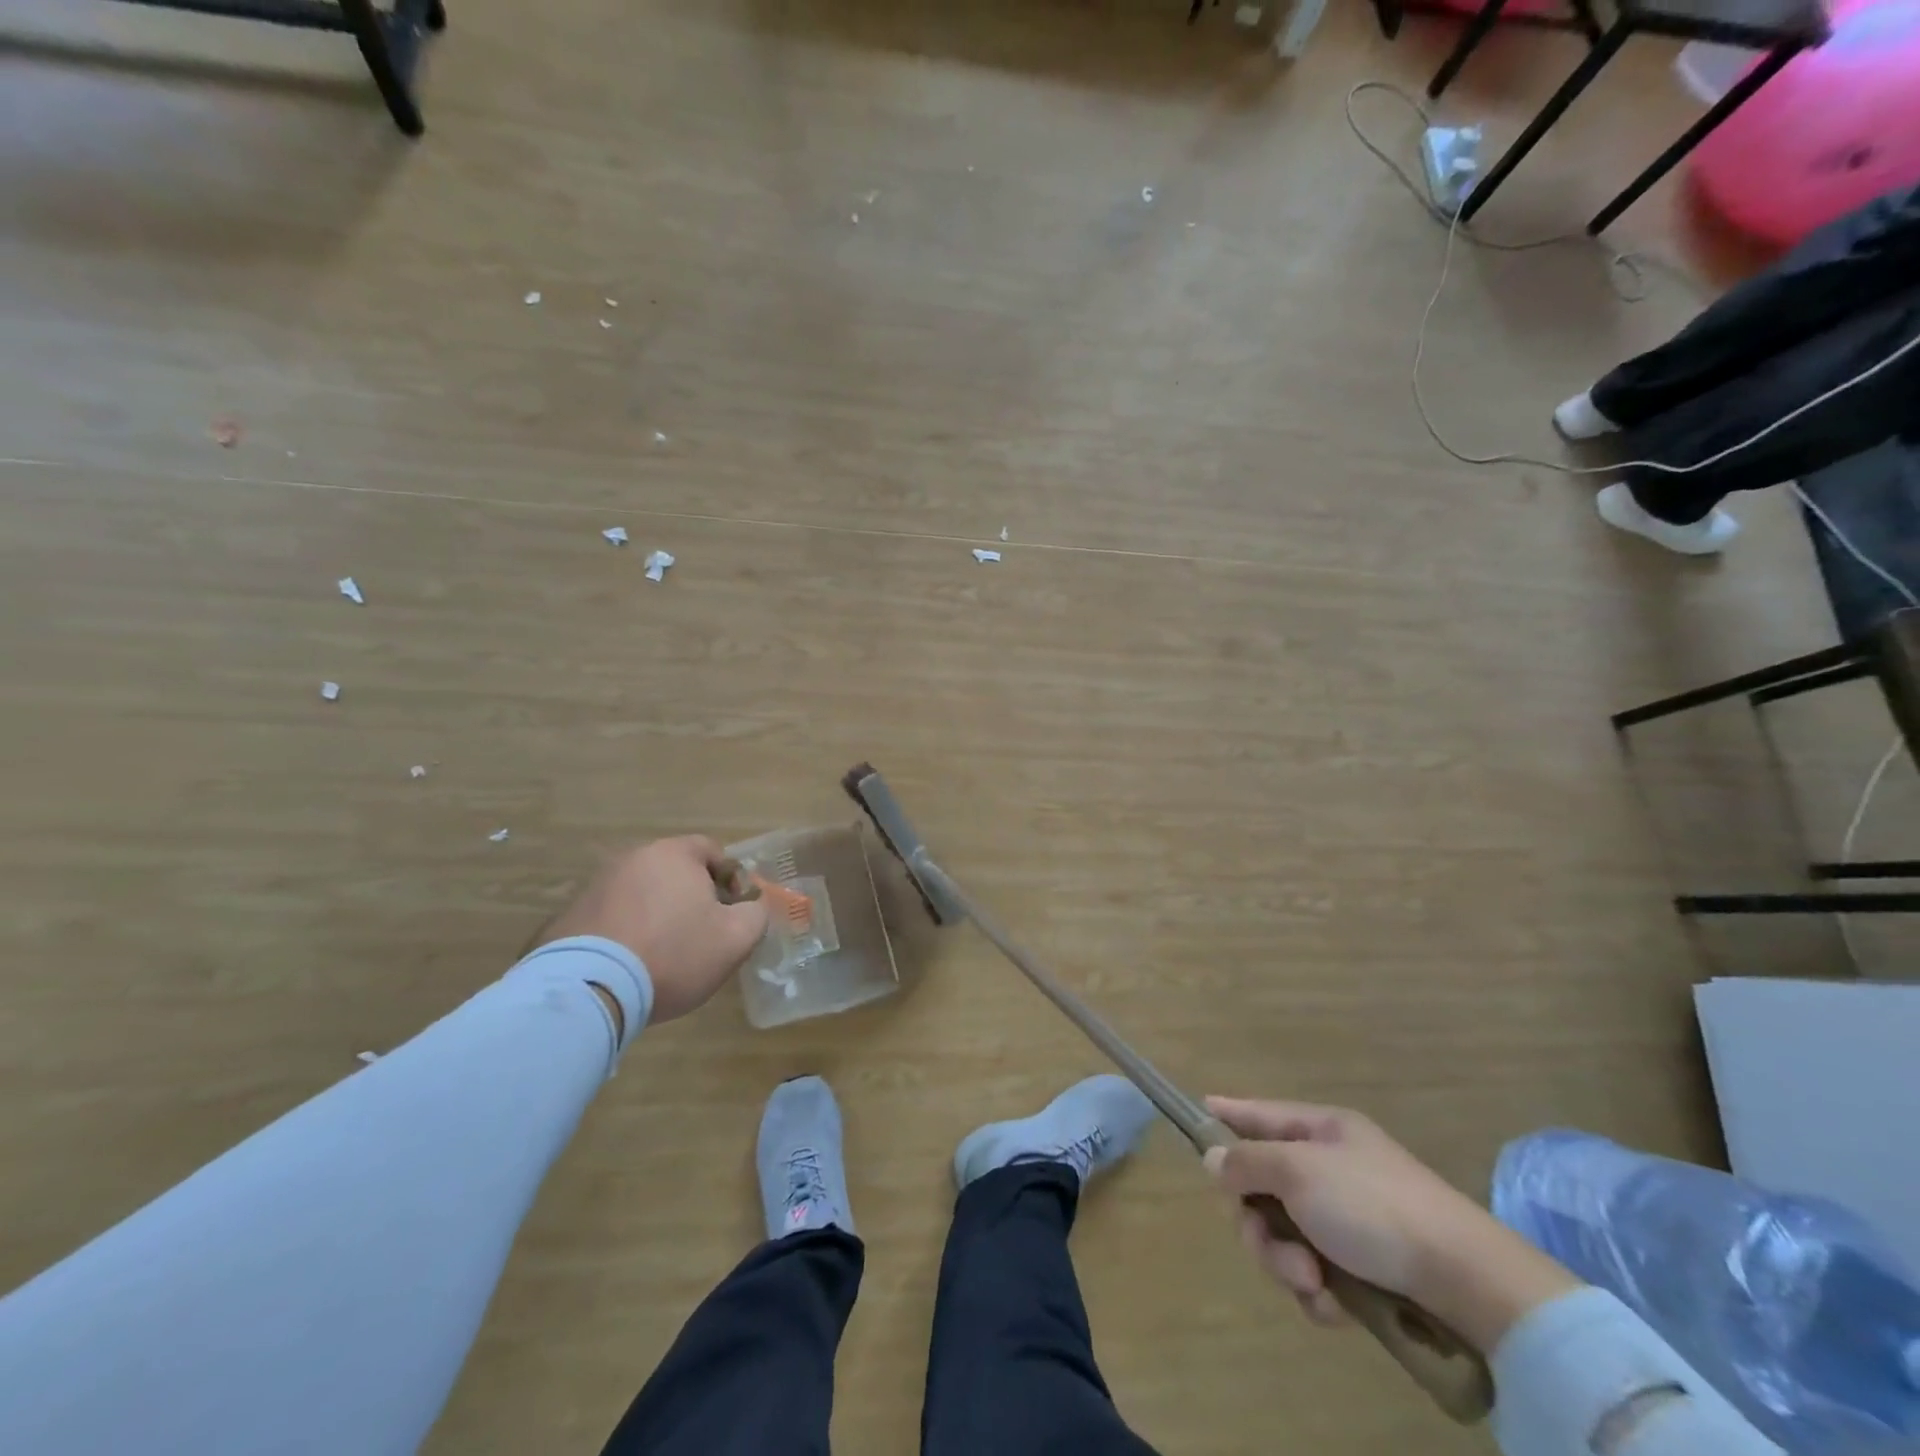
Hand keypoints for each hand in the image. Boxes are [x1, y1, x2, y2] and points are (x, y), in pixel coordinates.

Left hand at [537, 837, 769, 1022]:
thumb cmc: (673, 954)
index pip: (712, 850)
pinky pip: (612, 916)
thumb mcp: (736, 939)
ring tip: (663, 954)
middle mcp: (633, 858)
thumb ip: (755, 914)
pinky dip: (626, 932)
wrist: (589, 990)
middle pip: (675, 871)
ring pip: (643, 894)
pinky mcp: (569, 915)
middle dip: (692, 897)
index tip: (732, 912)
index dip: (731, 879)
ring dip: (657, 914)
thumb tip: (750, 907)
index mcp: (674, 854)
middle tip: (702, 934)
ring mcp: (596, 885)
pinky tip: (630, 964)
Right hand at [1203, 1097, 1578, 1350]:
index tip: (1195, 1114)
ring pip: (1284, 1235)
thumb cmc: (1374, 1206)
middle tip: (1273, 1248)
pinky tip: (1332, 1306)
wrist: (1467, 1281)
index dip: (1225, 1114)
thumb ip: (1248, 1161)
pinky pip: (1315, 1271)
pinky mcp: (1364, 1265)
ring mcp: (1347, 1217)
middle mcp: (1330, 1167)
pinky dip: (1316, 1291)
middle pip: (1262, 1186)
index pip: (1258, 1113)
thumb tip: (1214, 1158)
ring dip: (1287, 1263)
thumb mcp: (1300, 1172)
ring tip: (1313, 1285)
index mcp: (1319, 1130)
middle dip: (1259, 1224)